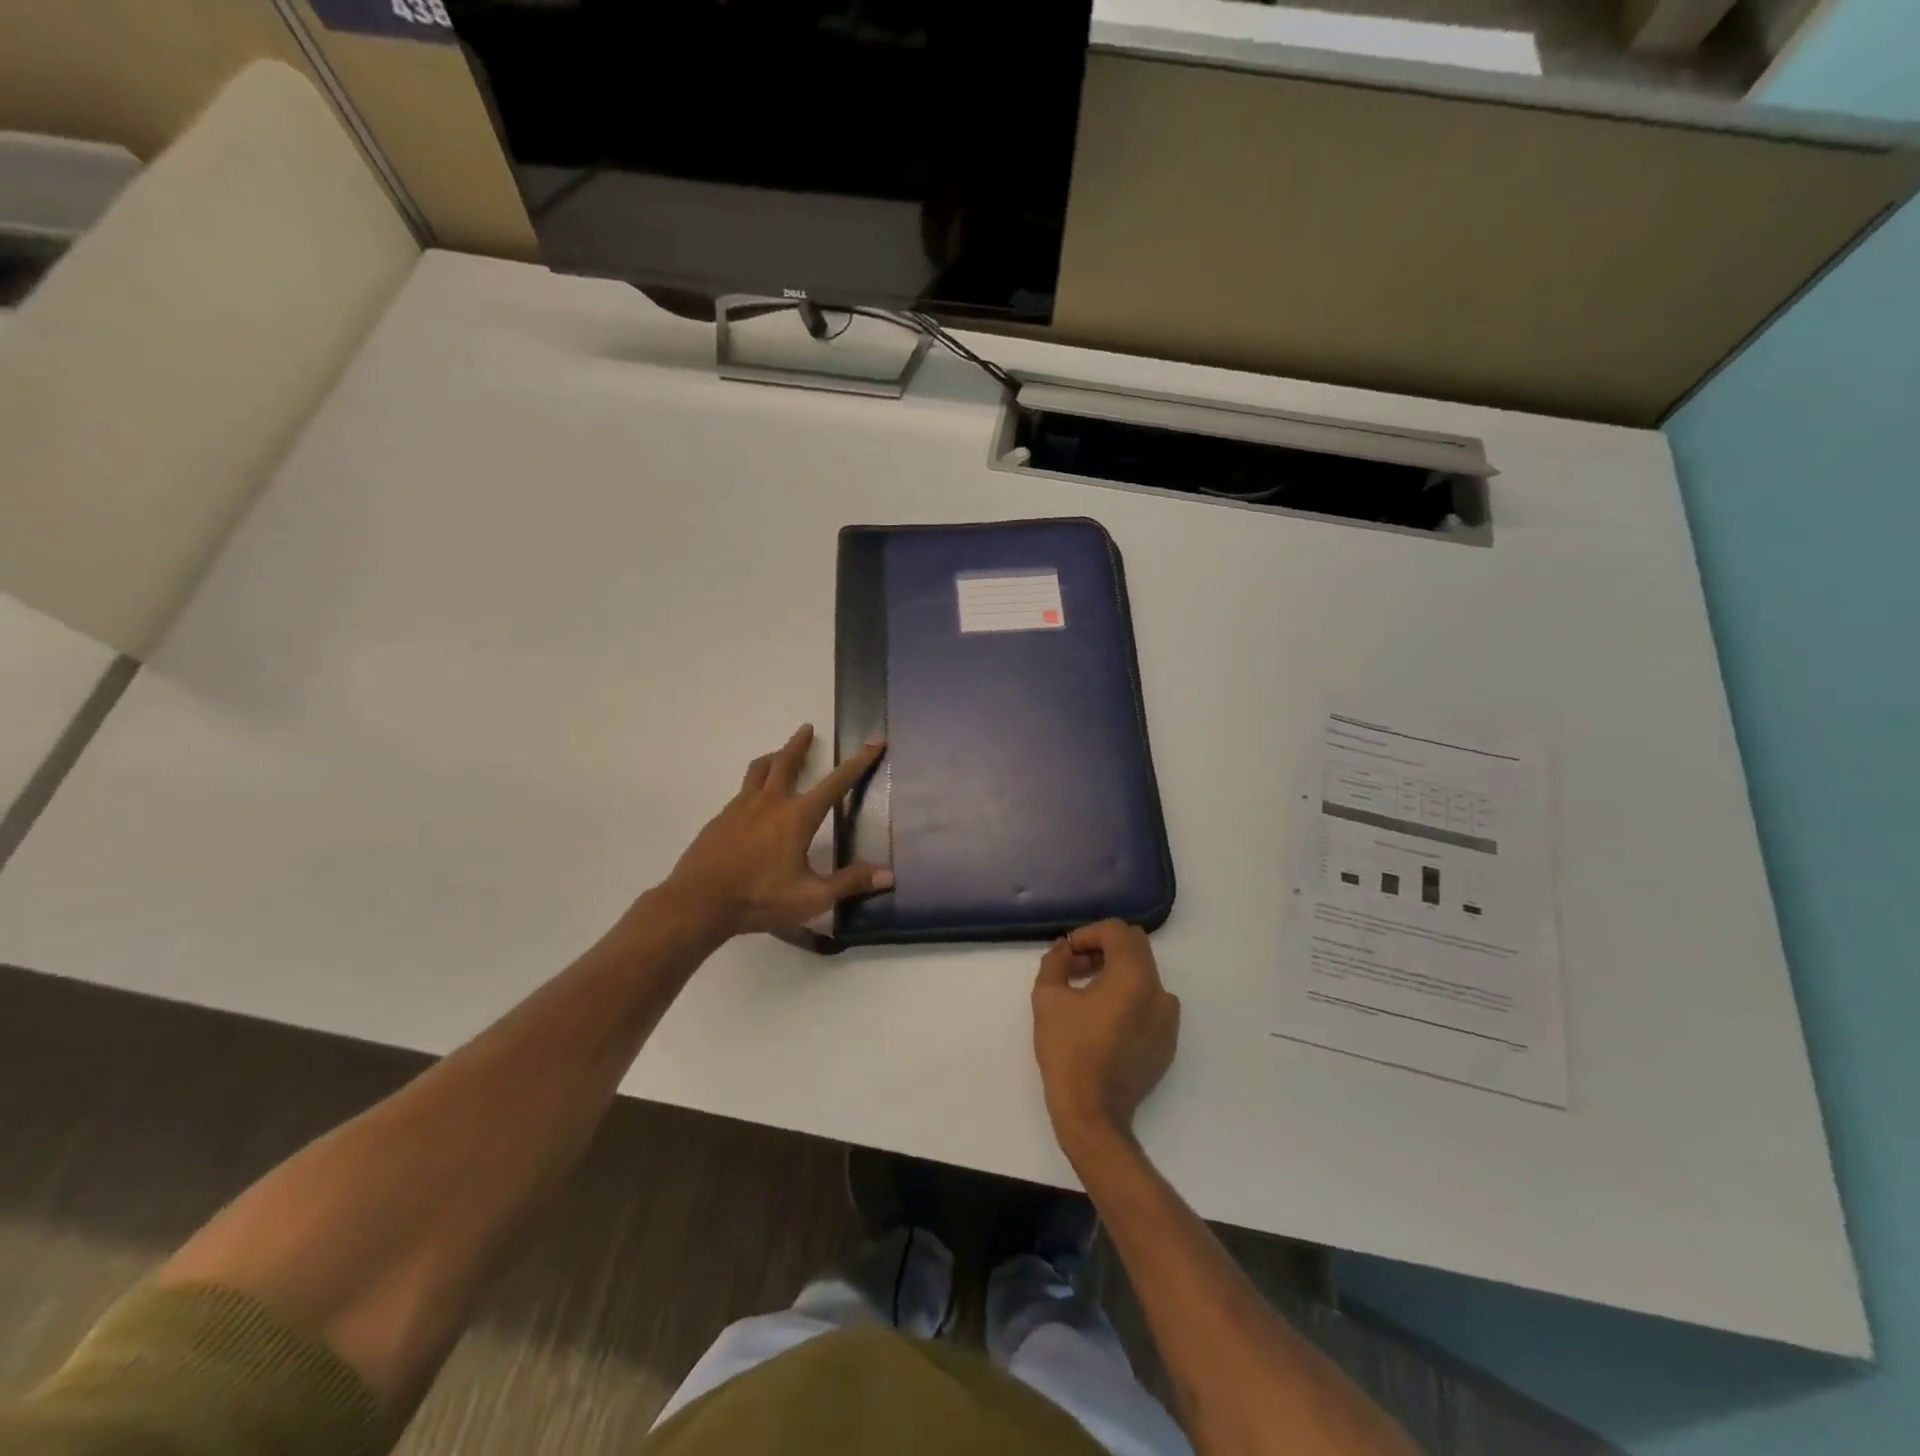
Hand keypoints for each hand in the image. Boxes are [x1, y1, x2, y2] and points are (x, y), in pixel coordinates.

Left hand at [660, 724, 890, 938]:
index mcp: (797, 816)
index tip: (873, 742)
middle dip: (800, 744)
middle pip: (786, 762)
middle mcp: (770, 802)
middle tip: (807, 728)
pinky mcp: (720, 819)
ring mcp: (740, 808)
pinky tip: (753, 801)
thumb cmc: (759, 899)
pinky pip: (741, 791)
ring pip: (758, 771)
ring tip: (778, 753)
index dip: (859, 762)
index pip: (836, 782)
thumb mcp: (811, 897)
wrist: (697, 902)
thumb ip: (849, 883)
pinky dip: (753, 785)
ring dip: (773, 757)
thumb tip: (888, 874)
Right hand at [1032, 920, 1180, 1156]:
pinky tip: (1105, 1020)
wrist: (1093, 1114)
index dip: (1088, 933)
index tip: (1068, 953)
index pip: (1116, 931)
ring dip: (1117, 971)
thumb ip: (1056, 961)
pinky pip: (1151, 1002)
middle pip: (1135, 946)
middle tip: (1077, 967)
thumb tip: (1066, 948)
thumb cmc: (1068, 1052)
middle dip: (1104, 948)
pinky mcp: (1168, 1040)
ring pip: (1144, 973)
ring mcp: (1169, 1018)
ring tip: (1088, 993)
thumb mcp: (1047, 998)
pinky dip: (1130, 997)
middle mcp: (1159, 991)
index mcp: (1133, 977)